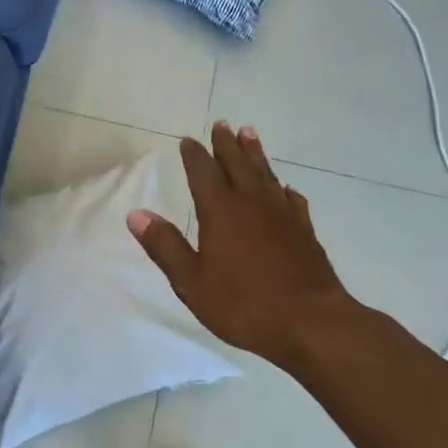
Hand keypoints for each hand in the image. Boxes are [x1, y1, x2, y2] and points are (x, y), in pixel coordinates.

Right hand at [127, 122, 352, 367]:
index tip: (188, 140)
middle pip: (237, 164)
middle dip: (226, 144)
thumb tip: (135, 214)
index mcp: (220, 211)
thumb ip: (165, 246)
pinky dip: (284, 189)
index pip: (203, 173)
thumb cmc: (244, 304)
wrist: (311, 323)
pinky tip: (284, 188)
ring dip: (255, 154)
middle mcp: (252, 204)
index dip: (194, 155)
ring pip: (266, 174)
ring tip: (250, 134)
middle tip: (222, 124)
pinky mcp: (305, 232)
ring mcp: (282, 216)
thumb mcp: (192, 281)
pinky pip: (292, 200)